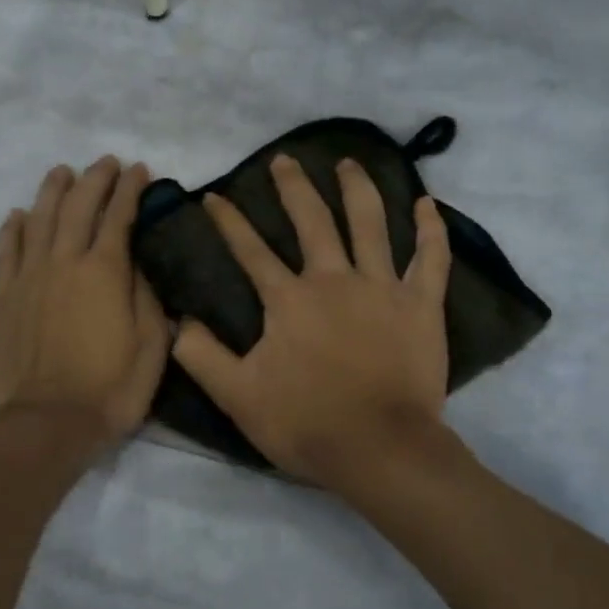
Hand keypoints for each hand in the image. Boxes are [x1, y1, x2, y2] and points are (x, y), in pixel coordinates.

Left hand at [0, 157, 169, 446]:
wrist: (49, 423)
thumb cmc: (112, 388)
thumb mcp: (152, 345)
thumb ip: (146, 296)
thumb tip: (137, 263)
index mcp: (105, 271)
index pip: (119, 216)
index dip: (131, 189)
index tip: (140, 171)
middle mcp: (63, 262)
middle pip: (77, 206)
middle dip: (95, 179)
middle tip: (106, 163)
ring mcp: (28, 277)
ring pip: (38, 219)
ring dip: (52, 191)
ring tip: (62, 172)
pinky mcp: (2, 298)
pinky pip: (5, 251)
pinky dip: (12, 228)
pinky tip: (17, 215)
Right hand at [173, 155, 451, 489]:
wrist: (379, 449)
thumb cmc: (306, 424)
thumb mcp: (238, 397)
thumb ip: (202, 357)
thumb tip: (178, 321)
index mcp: (289, 301)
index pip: (251, 251)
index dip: (229, 222)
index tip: (215, 196)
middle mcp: (334, 280)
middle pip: (312, 221)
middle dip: (294, 187)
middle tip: (284, 160)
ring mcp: (383, 288)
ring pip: (371, 224)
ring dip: (358, 188)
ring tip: (348, 163)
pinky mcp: (422, 306)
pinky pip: (430, 258)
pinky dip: (430, 229)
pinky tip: (426, 203)